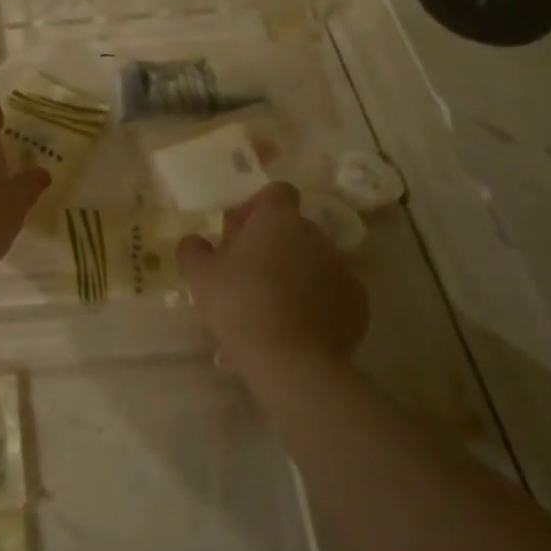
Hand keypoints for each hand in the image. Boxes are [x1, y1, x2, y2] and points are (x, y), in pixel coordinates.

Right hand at [177, 182, 367, 372]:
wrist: (290, 359)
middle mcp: (315, 234)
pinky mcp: (357, 303)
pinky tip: (299, 324)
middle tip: (249, 272)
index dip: (256, 207)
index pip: (277, 192)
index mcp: (279, 219)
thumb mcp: (199, 275)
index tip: (238, 234)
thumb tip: (195, 241)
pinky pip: (334, 291)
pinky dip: (319, 300)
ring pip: (316, 259)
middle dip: (275, 243)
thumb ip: (193, 249)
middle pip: (295, 228)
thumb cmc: (239, 304)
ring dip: (297, 271)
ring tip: (274, 303)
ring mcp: (342, 268)